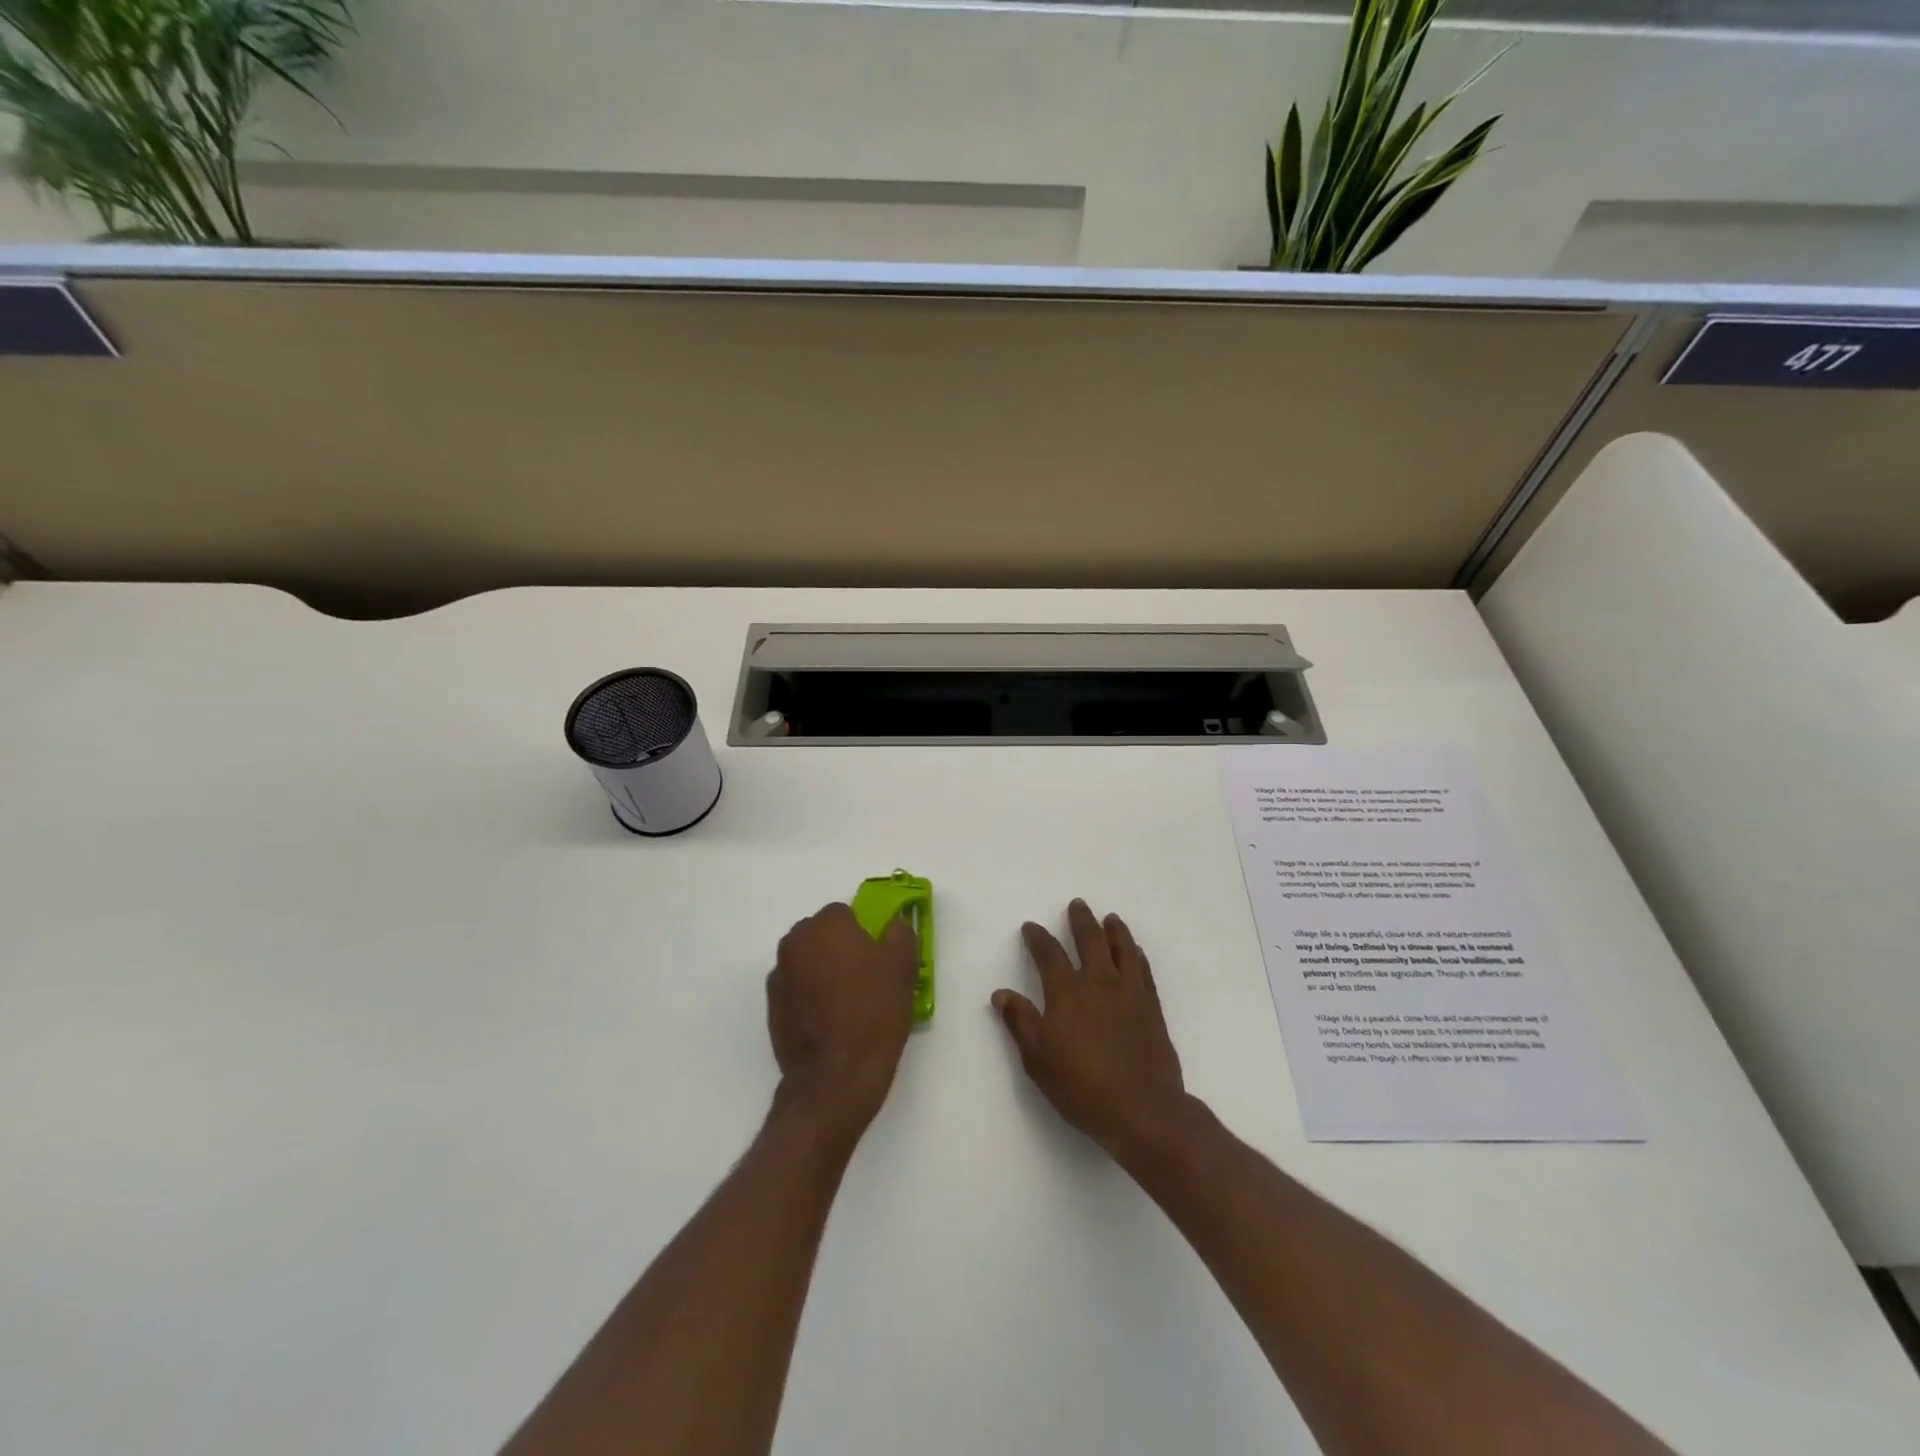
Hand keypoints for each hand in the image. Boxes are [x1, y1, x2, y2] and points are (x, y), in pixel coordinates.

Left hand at [767, 902, 917, 1147]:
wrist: (836, 1077)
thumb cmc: (873, 1013)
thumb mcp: (902, 967)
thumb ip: (898, 933)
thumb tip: (891, 925)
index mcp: (825, 926)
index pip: (844, 913)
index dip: (863, 932)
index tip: (877, 956)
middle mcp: (795, 943)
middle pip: (821, 934)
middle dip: (839, 948)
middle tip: (865, 977)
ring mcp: (779, 977)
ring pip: (807, 961)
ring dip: (822, 971)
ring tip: (847, 1004)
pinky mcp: (772, 1008)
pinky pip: (796, 989)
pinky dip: (809, 997)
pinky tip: (829, 1022)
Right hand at [992, 900, 1189, 1163]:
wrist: (1143, 1109)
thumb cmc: (1082, 1087)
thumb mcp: (1038, 1059)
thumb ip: (1020, 1022)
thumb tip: (1001, 993)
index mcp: (1066, 992)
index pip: (1048, 954)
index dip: (1038, 937)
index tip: (1031, 927)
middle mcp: (1098, 982)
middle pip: (1090, 940)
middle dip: (1081, 921)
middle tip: (1077, 905)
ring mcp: (1129, 992)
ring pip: (1122, 949)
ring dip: (1114, 930)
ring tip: (1111, 918)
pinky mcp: (1151, 1007)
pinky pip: (1143, 970)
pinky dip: (1137, 955)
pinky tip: (1136, 951)